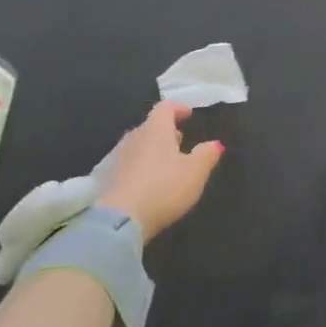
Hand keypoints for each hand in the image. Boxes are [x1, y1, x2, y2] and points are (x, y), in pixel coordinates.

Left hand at [100, 101, 223, 241]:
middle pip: (151, 125)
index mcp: (156, 129)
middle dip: (166, 130)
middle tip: (181, 140)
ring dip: (154, 149)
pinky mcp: (110, 177)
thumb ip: (207, 154)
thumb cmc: (164, 188)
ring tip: (168, 162)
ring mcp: (120, 157)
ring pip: (140, 144)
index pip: (165, 107)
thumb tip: (215, 143)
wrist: (121, 219)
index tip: (188, 115)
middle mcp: (135, 136)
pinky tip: (151, 181)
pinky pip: (131, 163)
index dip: (178, 108)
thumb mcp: (195, 172)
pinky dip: (143, 165)